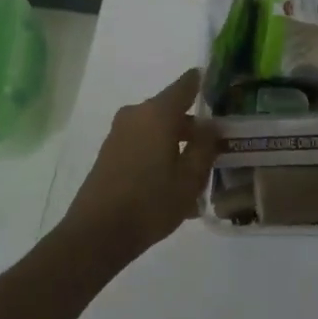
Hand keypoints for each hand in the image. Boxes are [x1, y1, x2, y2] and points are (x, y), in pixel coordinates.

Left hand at [61, 68, 218, 266]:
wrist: (96, 235)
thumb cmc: (150, 203)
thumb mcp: (190, 178)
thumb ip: (205, 146)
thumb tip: (211, 125)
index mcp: (158, 113)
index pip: (186, 84)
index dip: (204, 83)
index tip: (221, 88)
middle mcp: (137, 115)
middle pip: (172, 111)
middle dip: (194, 127)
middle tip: (216, 147)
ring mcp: (119, 134)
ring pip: (157, 131)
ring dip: (177, 146)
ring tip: (195, 177)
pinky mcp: (110, 154)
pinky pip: (143, 145)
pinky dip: (160, 157)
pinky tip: (172, 187)